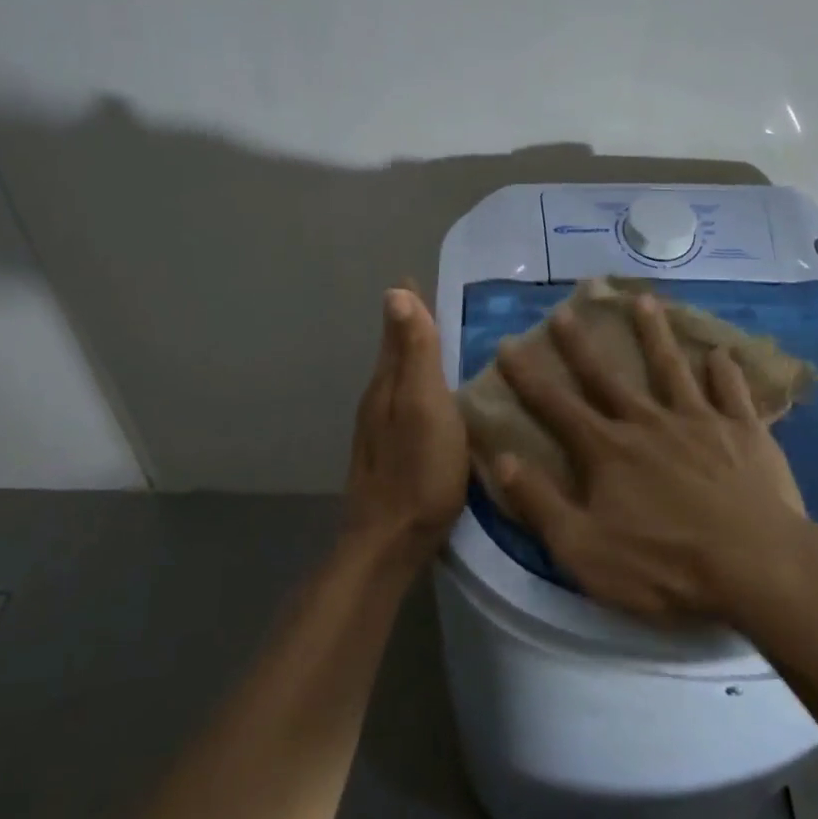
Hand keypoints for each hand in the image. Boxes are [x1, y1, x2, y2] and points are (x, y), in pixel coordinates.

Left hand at [341, 288, 468, 571]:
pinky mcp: (391, 455)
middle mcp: (378, 401)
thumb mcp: (423, 404)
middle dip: (410, 327)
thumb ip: (414, 352)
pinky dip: (419, 389)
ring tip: (439, 346)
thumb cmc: (417, 470)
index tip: (414, 276)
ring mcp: (381, 431)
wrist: (388, 542)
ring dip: (413, 358)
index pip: (397, 330)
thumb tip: (394, 292)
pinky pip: (405, 406)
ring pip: (398, 381)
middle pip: (394, 354)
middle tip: (434, 305)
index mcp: (387, 384)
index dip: (408, 305)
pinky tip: (435, 401)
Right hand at [493, 294, 817, 624]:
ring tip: (644, 300)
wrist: (756, 567)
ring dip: (655, 333)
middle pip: (608, 376)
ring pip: (671, 368)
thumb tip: (500, 459)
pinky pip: (732, 392)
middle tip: (565, 309)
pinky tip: (721, 353)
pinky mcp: (744, 432)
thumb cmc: (664, 566)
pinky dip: (725, 371)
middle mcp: (649, 423)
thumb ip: (540, 503)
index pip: (556, 406)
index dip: (528, 377)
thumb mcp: (584, 549)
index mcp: (608, 451)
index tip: (508, 344)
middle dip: (581, 344)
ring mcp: (700, 422)